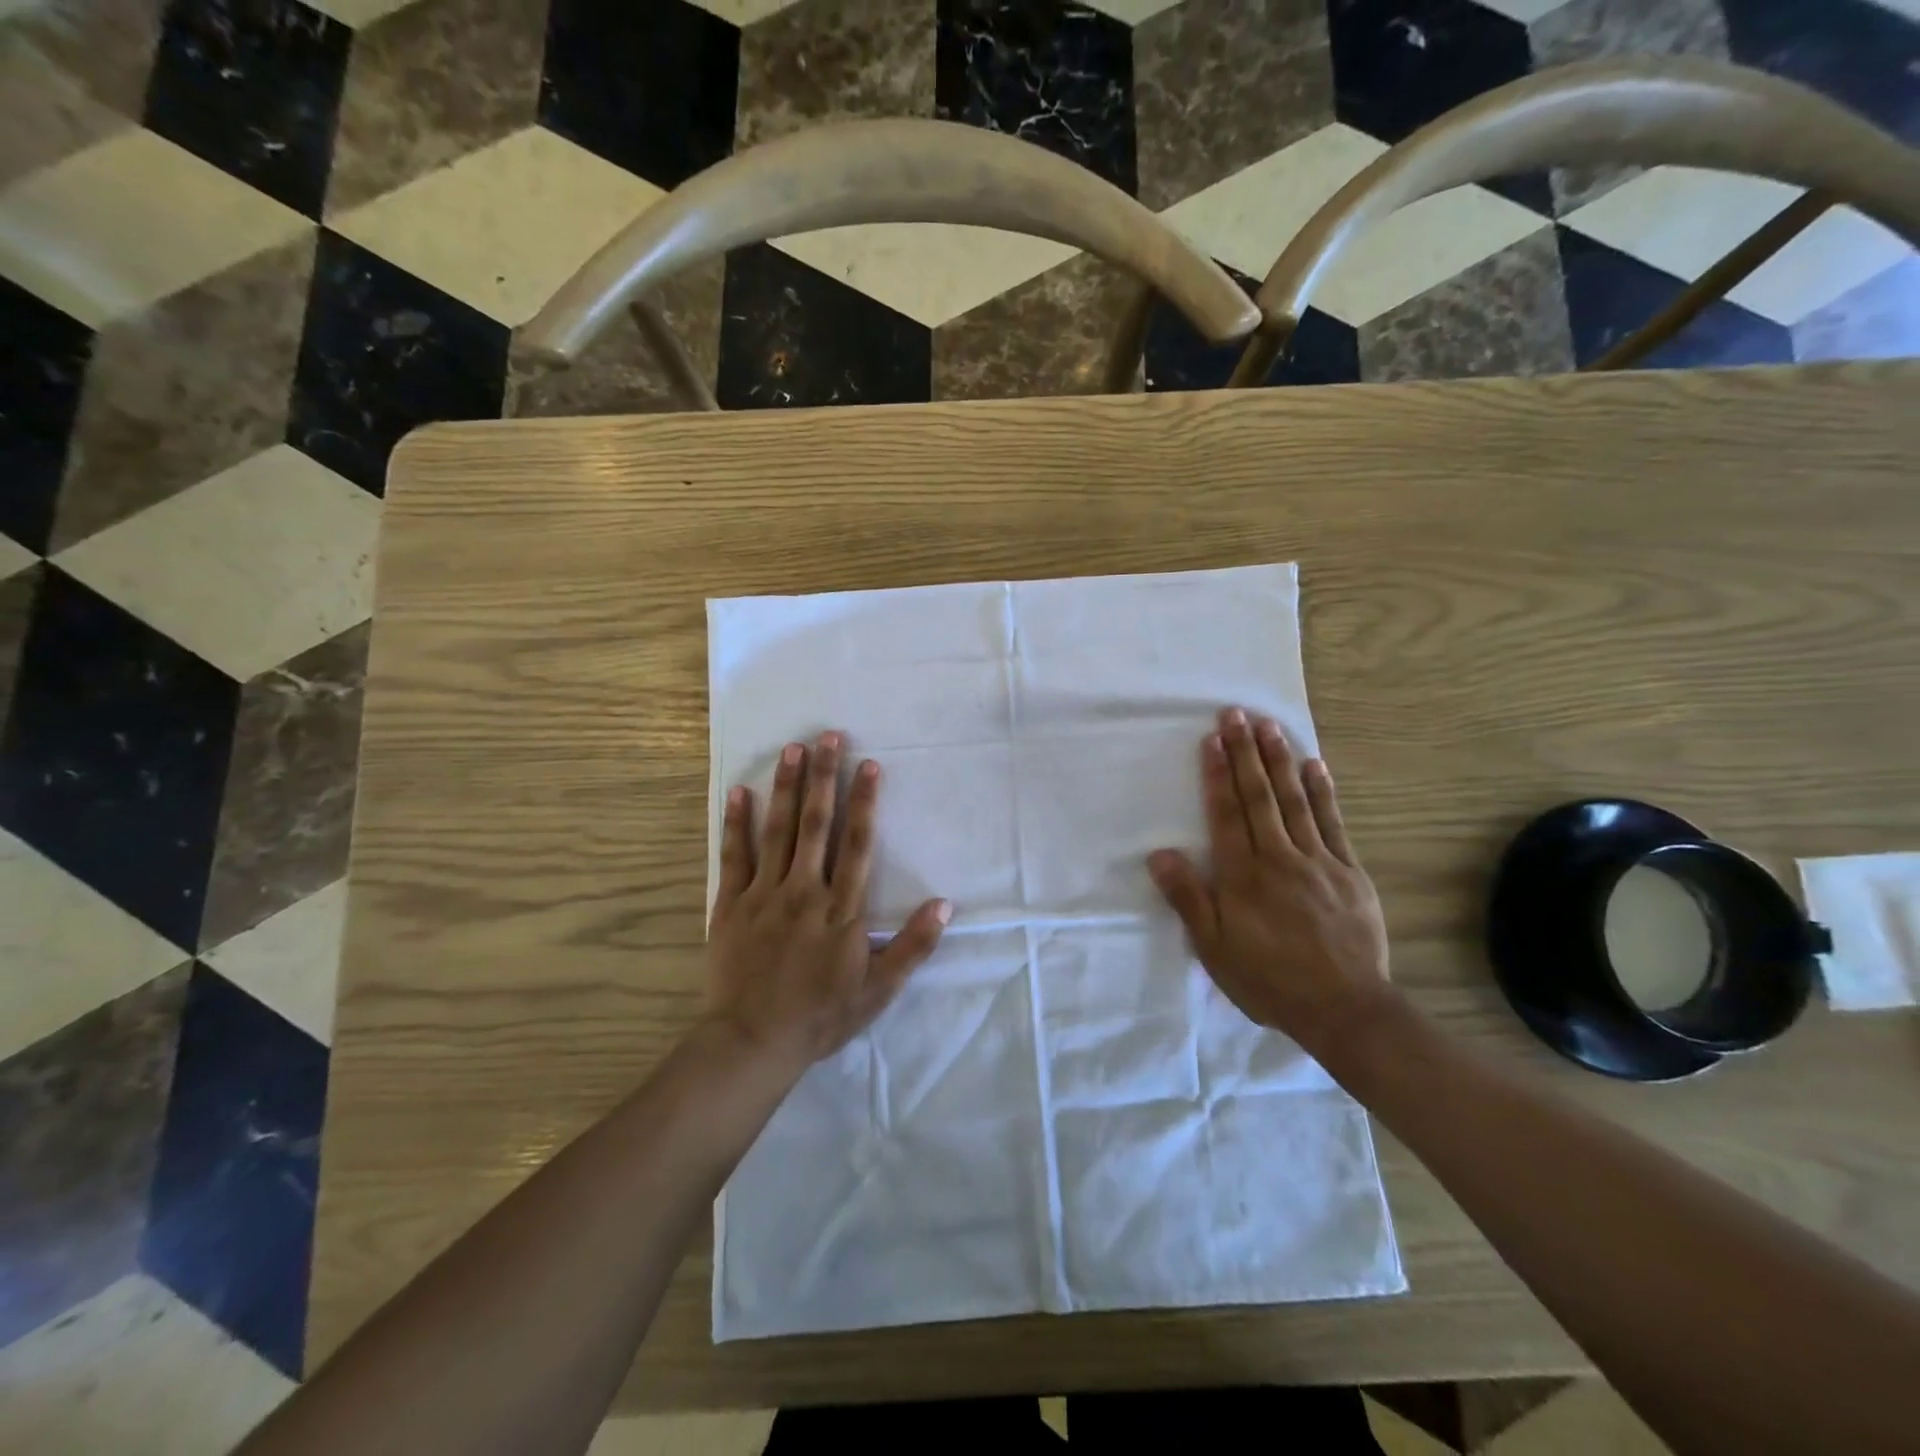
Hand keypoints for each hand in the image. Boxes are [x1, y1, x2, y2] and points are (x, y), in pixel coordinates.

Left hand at [707, 731, 951, 1068]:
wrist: (752, 1042)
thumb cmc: (821, 1015)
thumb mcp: (879, 990)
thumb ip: (913, 945)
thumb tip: (944, 904)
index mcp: (842, 909)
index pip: (857, 844)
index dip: (864, 802)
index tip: (869, 764)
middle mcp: (805, 891)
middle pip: (818, 824)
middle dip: (825, 777)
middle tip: (828, 736)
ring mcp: (765, 895)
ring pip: (779, 830)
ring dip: (788, 787)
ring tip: (793, 749)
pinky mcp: (731, 905)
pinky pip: (735, 856)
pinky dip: (737, 823)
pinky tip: (740, 792)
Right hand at [1148, 707, 1396, 1055]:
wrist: (1345, 1008)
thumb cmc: (1269, 980)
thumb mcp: (1214, 949)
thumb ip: (1188, 898)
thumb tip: (1159, 854)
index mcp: (1243, 876)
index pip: (1226, 814)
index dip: (1216, 775)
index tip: (1211, 739)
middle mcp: (1279, 858)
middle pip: (1259, 797)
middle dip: (1245, 753)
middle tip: (1236, 715)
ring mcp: (1318, 861)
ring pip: (1295, 801)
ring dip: (1280, 761)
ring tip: (1269, 726)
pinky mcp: (1349, 871)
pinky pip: (1332, 822)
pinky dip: (1323, 792)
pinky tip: (1315, 765)